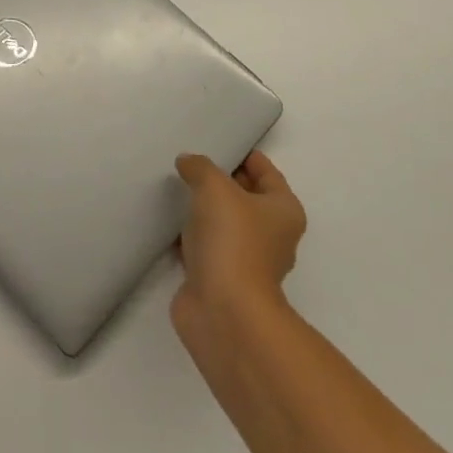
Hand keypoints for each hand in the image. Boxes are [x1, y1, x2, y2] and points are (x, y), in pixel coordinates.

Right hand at [172, 150, 305, 343]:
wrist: (223, 311)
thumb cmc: (231, 240)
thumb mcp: (214, 187)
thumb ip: (200, 167)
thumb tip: (188, 162)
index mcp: (283, 211)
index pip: (267, 172)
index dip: (245, 155)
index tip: (219, 142)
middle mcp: (271, 235)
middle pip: (245, 196)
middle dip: (220, 180)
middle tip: (190, 162)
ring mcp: (245, 259)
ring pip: (223, 222)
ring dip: (202, 209)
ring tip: (175, 187)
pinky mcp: (220, 278)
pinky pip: (204, 245)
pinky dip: (189, 235)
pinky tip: (168, 221)